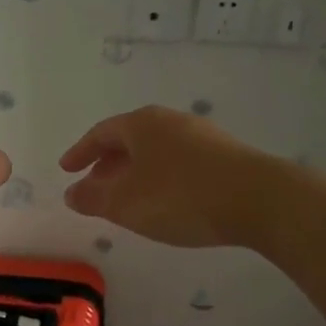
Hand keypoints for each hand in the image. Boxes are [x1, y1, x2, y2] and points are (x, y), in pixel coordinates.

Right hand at [60, 105, 268, 247]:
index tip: (66, 169)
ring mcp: (202, 137)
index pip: (101, 133)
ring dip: (134, 172)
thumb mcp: (126, 203)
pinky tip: (163, 201)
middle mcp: (170, 122)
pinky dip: (159, 178)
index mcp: (142, 124)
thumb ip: (93, 198)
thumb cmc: (180, 196)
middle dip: (107, 163)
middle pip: (129, 140)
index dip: (80, 152)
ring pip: (155, 151)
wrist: (259, 200)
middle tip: (94, 186)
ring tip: (127, 198)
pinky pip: (177, 162)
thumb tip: (72, 193)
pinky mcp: (224, 157)